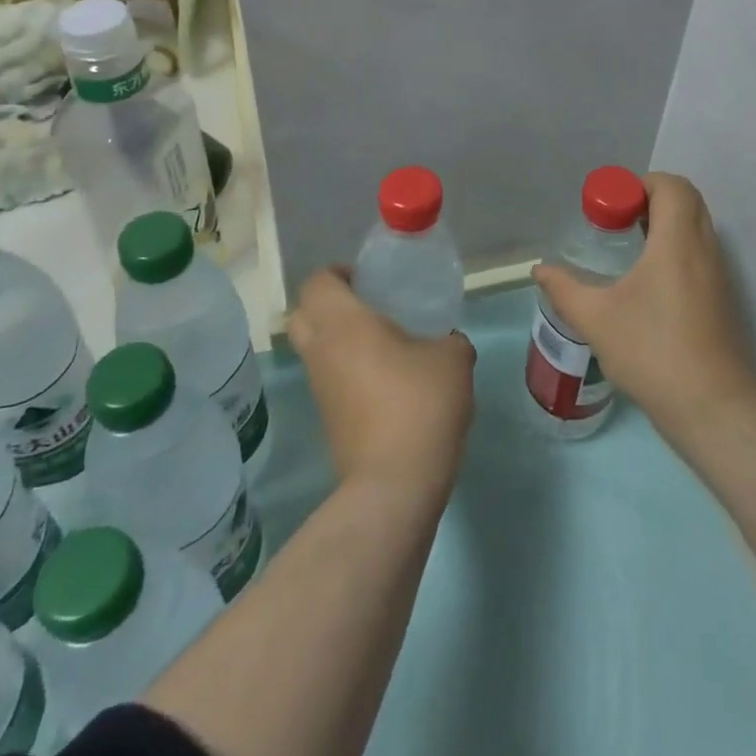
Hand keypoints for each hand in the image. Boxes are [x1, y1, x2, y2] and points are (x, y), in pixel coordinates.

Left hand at [287, 267, 476, 499]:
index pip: (319, 282)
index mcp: (344, 324)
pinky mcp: (327, 418)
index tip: (370, 279)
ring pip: (314, 348)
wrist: (394, 483)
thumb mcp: (453, 359)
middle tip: (368, 304)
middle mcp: (322, 351)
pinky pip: (328, 377)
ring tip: (383, 340)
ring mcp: (320, 388)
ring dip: (337, 338)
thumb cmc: (420, 404)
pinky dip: (346, 368)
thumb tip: (447, 341)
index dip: (339, 273)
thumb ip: (450, 338)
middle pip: (303, 313)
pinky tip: (386, 376)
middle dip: (328, 303)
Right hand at [532, 173, 755, 439]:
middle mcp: (705, 248)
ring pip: (696, 226)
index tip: (611, 208)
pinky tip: (648, 283)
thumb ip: (564, 289)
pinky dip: (677, 249)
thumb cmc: (652, 352)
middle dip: (651, 200)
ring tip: (629, 250)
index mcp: (677, 241)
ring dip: (665, 225)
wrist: (713, 407)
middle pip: (687, 199)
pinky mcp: (723, 298)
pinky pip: (701, 252)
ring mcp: (719, 274)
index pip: (671, 185)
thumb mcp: (596, 319)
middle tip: (617, 223)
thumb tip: (540, 269)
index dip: (640, 184)